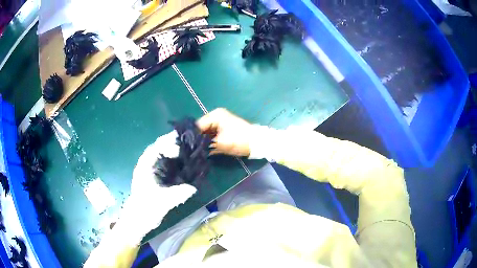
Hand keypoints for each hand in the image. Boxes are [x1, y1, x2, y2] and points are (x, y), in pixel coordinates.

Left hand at [125, 131, 196, 232]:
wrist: (137, 221)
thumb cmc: (145, 209)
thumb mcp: (162, 202)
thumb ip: (177, 194)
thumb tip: (193, 188)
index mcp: (144, 168)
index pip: (155, 149)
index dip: (167, 145)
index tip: (179, 149)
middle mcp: (145, 167)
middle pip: (157, 149)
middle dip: (170, 144)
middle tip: (186, 143)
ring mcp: (148, 172)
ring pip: (160, 156)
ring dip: (171, 151)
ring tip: (185, 150)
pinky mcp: (152, 179)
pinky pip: (162, 164)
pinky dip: (171, 161)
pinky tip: (180, 164)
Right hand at [197, 108, 253, 156]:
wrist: (256, 143)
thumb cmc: (239, 140)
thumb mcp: (221, 143)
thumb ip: (205, 144)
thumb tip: (194, 148)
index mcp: (215, 115)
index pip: (198, 125)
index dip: (194, 136)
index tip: (190, 147)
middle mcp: (216, 117)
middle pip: (202, 128)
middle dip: (198, 139)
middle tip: (194, 150)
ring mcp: (220, 122)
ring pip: (206, 132)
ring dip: (204, 141)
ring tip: (199, 151)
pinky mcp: (224, 129)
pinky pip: (212, 135)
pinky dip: (210, 142)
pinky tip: (206, 150)